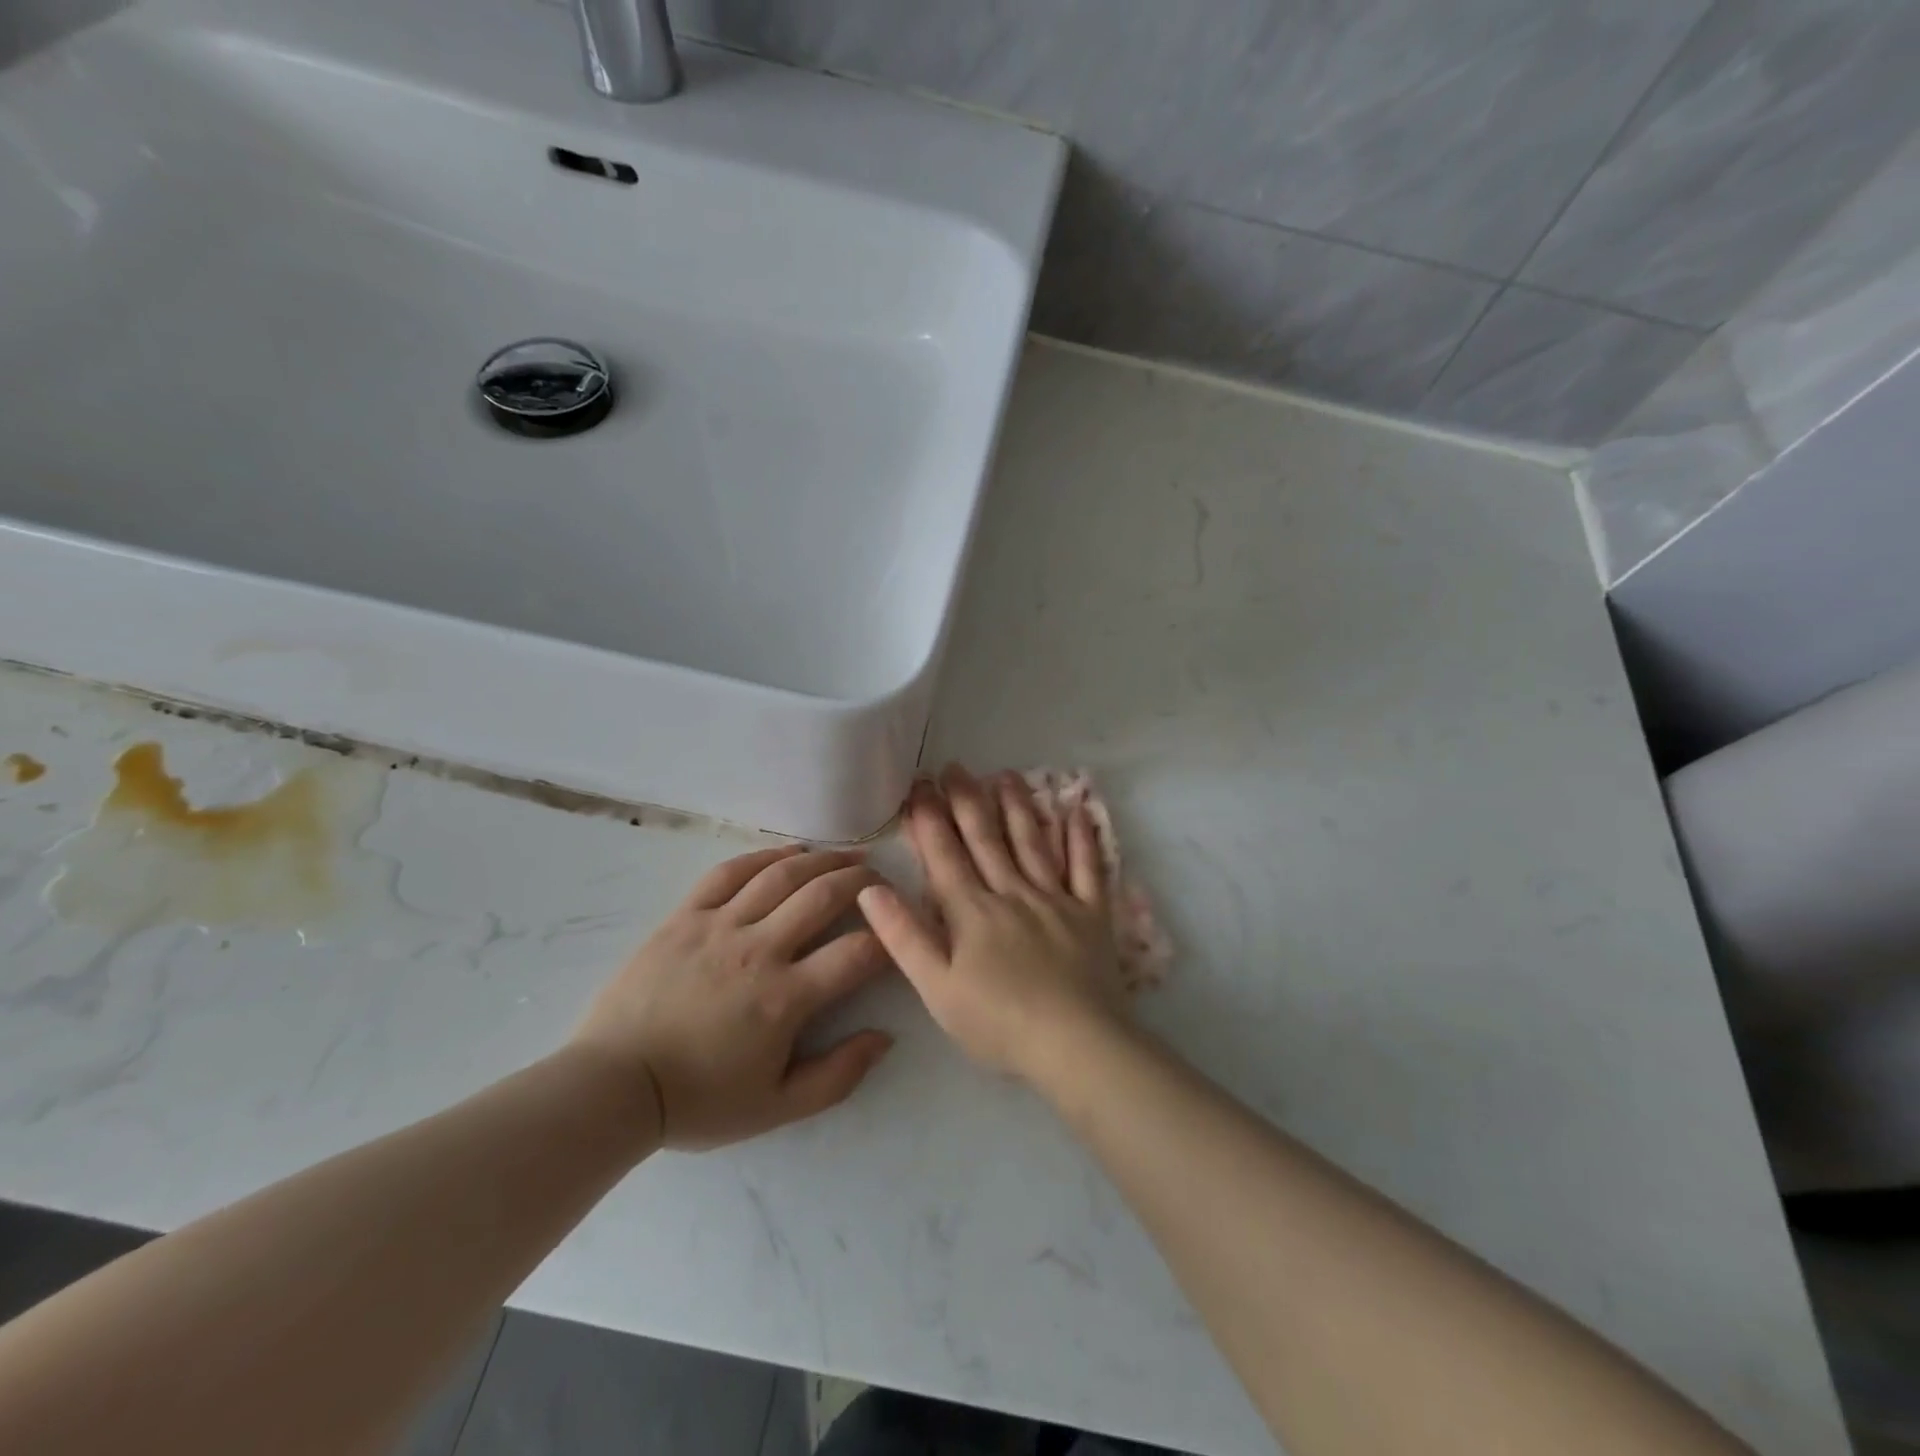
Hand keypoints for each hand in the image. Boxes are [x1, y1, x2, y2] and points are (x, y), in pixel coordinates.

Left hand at [572, 846, 893, 1149]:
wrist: (614, 1086)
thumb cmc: (699, 1100)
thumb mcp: (777, 1107)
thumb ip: (839, 1076)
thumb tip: (885, 1037)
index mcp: (785, 997)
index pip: (856, 953)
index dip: (888, 937)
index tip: (896, 932)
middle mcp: (759, 950)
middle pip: (824, 896)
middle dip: (862, 881)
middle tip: (879, 878)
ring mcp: (719, 926)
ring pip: (781, 875)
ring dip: (822, 859)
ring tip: (846, 855)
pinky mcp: (686, 916)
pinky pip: (730, 872)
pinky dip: (765, 856)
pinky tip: (789, 852)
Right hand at [859, 767, 1128, 1081]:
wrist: (1075, 1044)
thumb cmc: (998, 1023)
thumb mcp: (936, 988)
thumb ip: (904, 936)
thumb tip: (870, 889)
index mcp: (972, 911)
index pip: (944, 854)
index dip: (929, 818)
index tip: (918, 785)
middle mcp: (1012, 892)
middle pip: (986, 838)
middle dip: (967, 800)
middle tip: (956, 767)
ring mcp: (1055, 899)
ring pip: (1033, 842)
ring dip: (1017, 806)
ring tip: (1006, 775)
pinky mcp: (1091, 913)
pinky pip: (1088, 867)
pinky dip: (1082, 838)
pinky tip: (1077, 810)